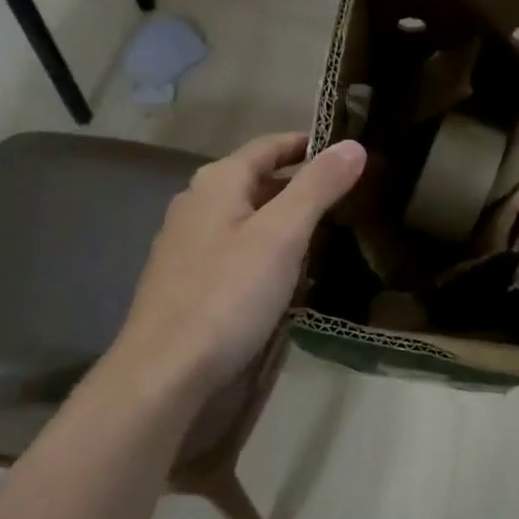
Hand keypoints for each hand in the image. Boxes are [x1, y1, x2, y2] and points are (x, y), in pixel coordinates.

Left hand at [106, 133, 365, 406]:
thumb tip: (354, 145)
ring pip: (248, 220)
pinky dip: (268, 253)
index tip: (349, 153)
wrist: (165, 374)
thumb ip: (318, 186)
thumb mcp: (282, 235)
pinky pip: (238, 252)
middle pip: (258, 181)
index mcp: (217, 183)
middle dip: (302, 184)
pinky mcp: (190, 283)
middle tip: (351, 196)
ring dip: (286, 221)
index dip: (308, 144)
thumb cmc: (227, 295)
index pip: (269, 146)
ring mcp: (189, 246)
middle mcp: (197, 205)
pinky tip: (291, 275)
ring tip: (332, 233)